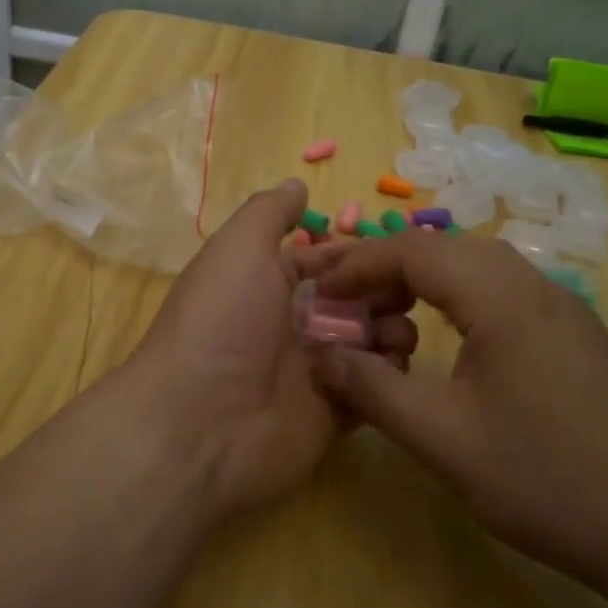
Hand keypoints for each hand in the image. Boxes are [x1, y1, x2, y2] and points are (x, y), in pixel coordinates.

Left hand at [125, 180, 415, 516]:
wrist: (199, 424)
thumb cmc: (221, 323)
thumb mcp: (237, 249)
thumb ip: (269, 213)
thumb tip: (295, 183)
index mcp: (271, 285)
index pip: (329, 263)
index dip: (362, 256)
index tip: (400, 254)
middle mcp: (293, 325)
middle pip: (358, 302)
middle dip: (387, 294)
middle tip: (408, 295)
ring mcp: (315, 372)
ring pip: (371, 343)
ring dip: (393, 333)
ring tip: (394, 334)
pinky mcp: (333, 414)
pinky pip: (374, 390)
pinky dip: (387, 378)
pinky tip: (389, 369)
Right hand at [294, 235, 607, 592]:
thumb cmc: (547, 481)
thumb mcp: (443, 439)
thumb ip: (373, 388)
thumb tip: (319, 355)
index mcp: (504, 297)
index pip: (414, 250)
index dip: (356, 264)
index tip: (315, 289)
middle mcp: (535, 287)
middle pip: (445, 249)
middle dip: (384, 267)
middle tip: (339, 299)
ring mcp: (562, 311)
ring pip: (475, 271)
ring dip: (421, 283)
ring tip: (381, 318)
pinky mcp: (574, 338)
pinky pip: (501, 296)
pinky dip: (455, 303)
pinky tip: (439, 342)